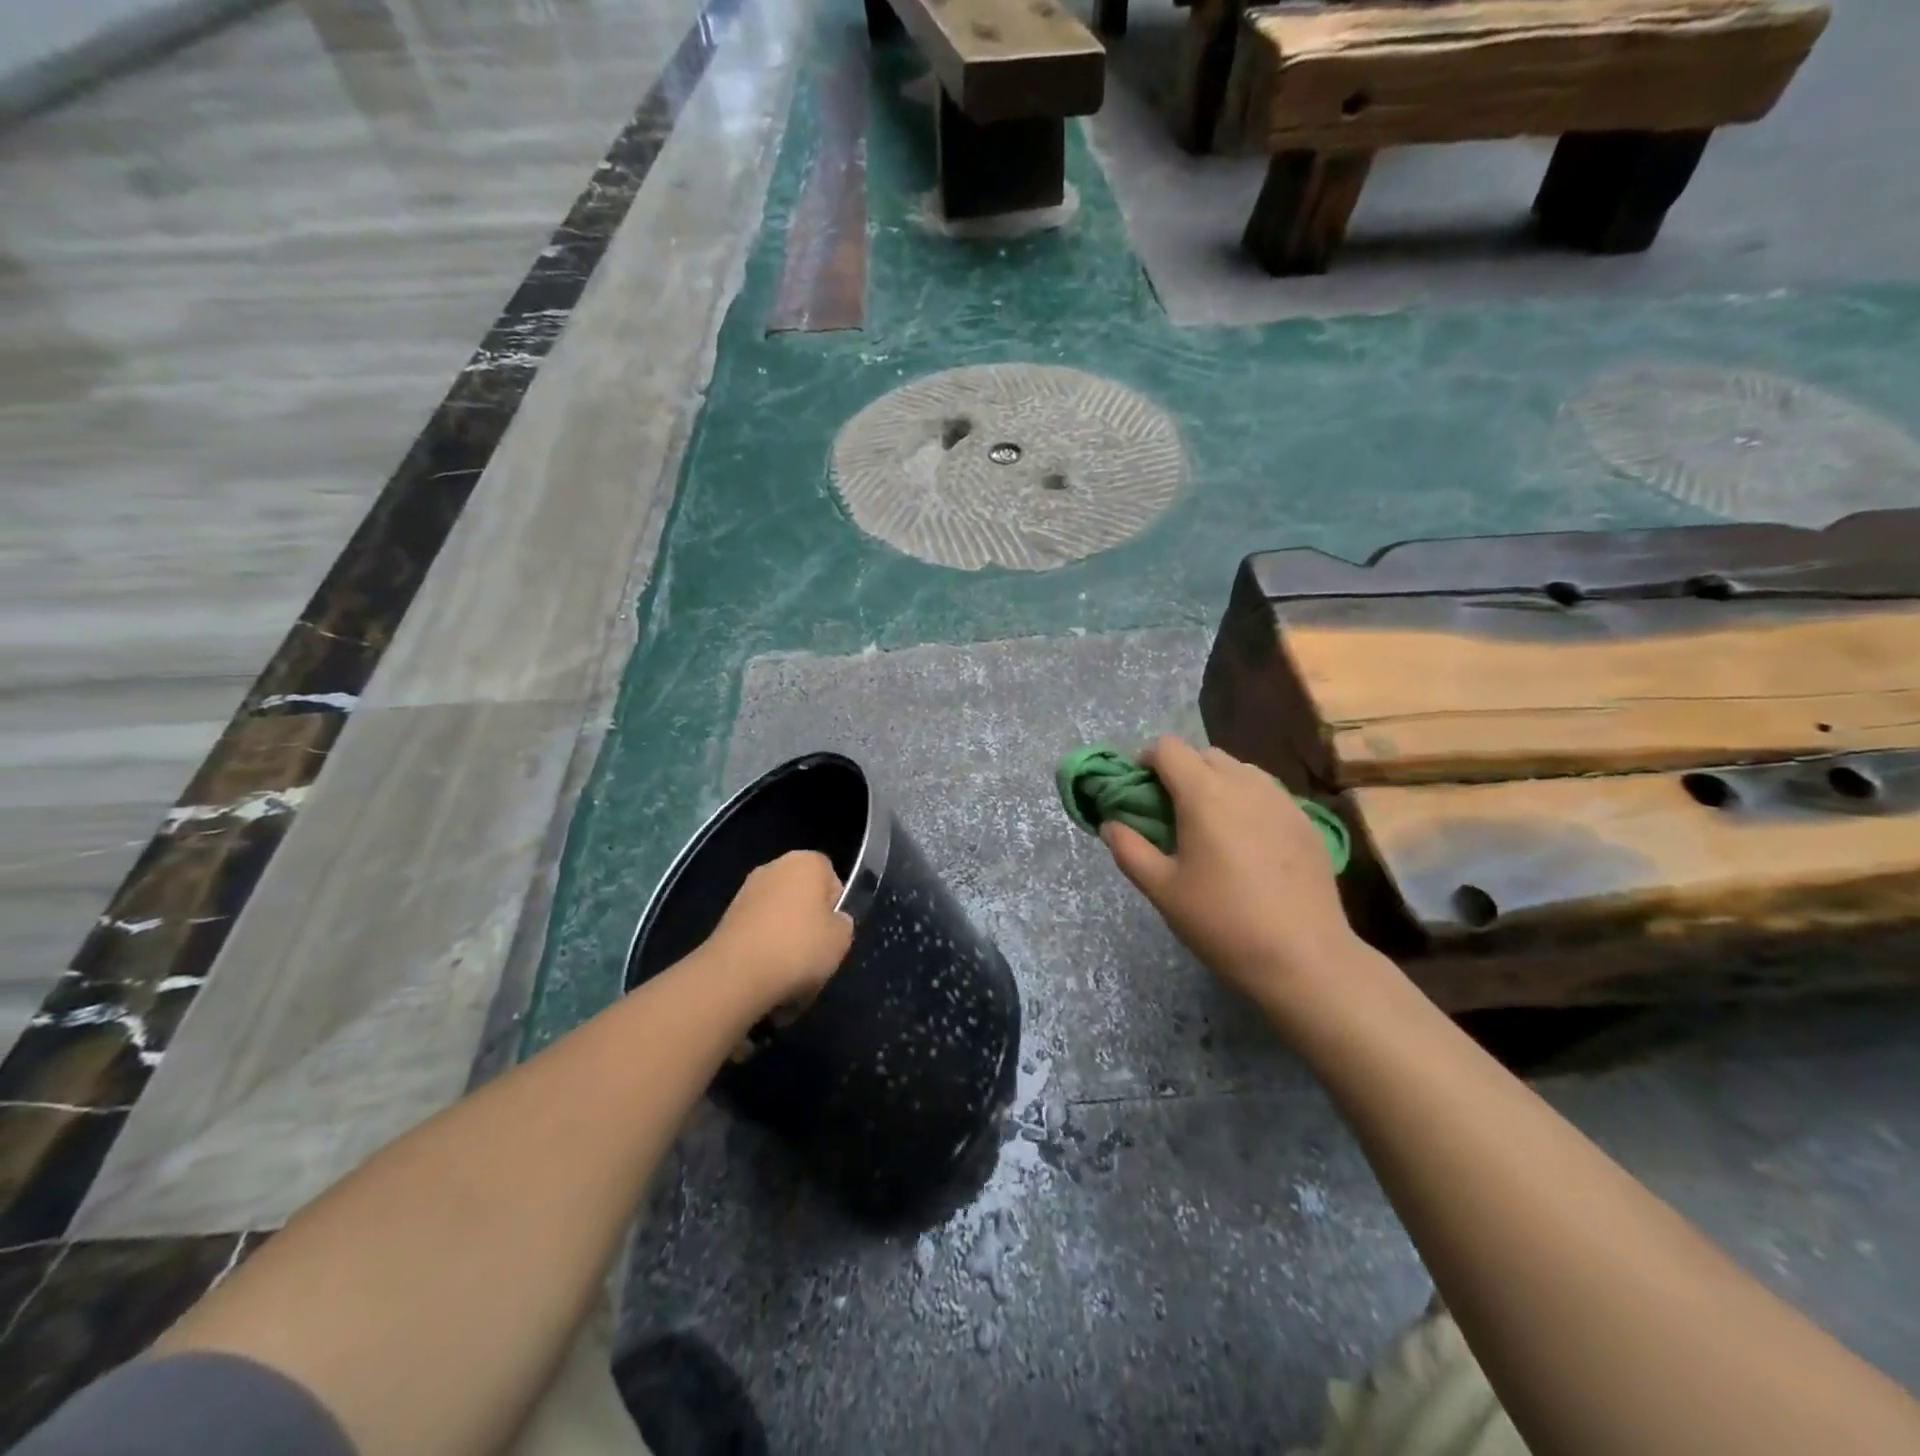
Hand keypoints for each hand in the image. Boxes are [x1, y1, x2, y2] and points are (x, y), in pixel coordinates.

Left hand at [706, 851, 853, 1007]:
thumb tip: (831, 921)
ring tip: (790, 973)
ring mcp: (746, 891)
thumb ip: (842, 923)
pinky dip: (764, 950)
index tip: (833, 932)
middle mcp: (774, 867)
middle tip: (814, 954)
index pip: (831, 878)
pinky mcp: (726, 918)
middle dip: (809, 922)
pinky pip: (758, 933)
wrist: (736, 975)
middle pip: (803, 896)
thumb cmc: (799, 947)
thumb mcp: (842, 939)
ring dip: (786, 939)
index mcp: (807, 862)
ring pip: (779, 917)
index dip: (835, 906)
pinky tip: (767, 976)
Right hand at [1102, 737, 1364, 1006]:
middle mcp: (1245, 784)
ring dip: (1217, 783)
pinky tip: (1248, 843)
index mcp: (1204, 794)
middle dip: (1181, 772)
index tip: (1140, 792)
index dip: (1147, 761)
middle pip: (1204, 754)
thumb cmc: (1222, 922)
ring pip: (1240, 770)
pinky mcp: (1307, 821)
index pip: (1168, 748)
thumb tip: (1111, 824)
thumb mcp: (1162, 890)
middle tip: (1172, 813)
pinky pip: (1268, 792)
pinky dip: (1248, 801)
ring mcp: (1282, 800)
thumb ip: (1129, 849)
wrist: (1304, 958)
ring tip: (1212, 827)